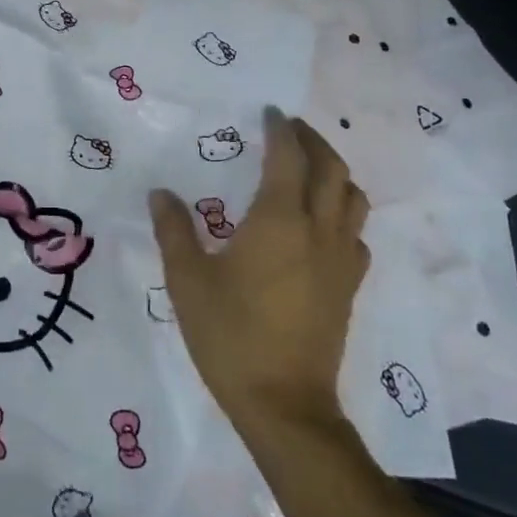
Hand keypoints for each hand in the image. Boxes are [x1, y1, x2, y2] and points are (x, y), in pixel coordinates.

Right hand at [150, 106, 369, 427]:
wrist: (284, 404)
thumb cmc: (230, 336)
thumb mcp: (187, 280)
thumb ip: (173, 230)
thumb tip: (161, 193)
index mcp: (278, 220)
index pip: (287, 156)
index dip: (279, 129)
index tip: (269, 112)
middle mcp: (317, 229)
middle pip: (331, 168)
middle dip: (312, 140)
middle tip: (289, 130)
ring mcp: (340, 259)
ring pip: (353, 198)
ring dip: (334, 172)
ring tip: (310, 168)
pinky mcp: (349, 287)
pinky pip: (355, 234)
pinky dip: (342, 213)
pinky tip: (321, 225)